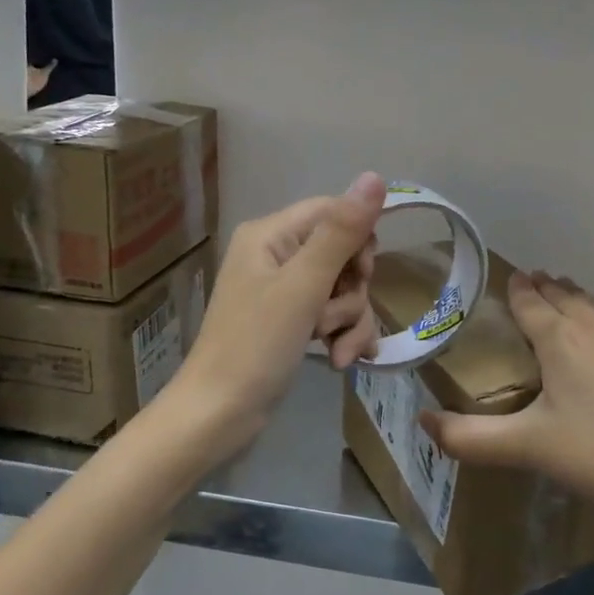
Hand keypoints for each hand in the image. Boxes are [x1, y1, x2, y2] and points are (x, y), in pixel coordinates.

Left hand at [169, 172, 385, 452]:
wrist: (218, 417)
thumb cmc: (256, 345)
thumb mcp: (303, 286)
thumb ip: (341, 233)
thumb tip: (375, 177)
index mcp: (270, 235)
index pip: (333, 212)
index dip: (358, 239)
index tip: (363, 273)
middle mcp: (276, 255)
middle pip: (343, 253)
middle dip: (352, 292)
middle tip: (334, 318)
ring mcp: (284, 291)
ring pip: (343, 289)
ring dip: (349, 321)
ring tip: (336, 352)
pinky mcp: (292, 322)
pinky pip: (333, 315)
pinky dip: (342, 336)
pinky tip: (341, 361)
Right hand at [421, 272, 593, 540]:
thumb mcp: (527, 449)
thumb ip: (468, 438)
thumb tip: (422, 422)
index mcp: (560, 338)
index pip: (530, 300)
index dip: (517, 288)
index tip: (510, 279)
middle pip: (565, 293)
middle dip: (545, 288)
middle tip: (532, 287)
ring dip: (577, 299)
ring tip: (566, 304)